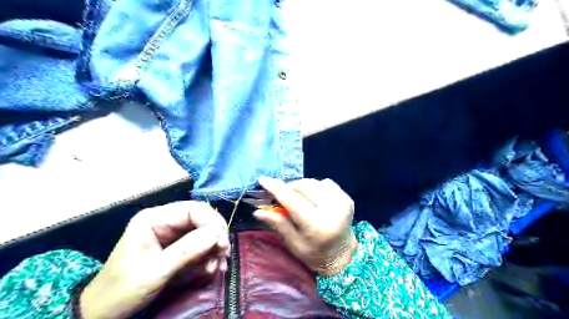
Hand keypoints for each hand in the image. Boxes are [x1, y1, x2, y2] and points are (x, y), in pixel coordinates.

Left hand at [80, 202, 230, 318]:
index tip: (222, 242)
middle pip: (201, 220)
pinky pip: (200, 246)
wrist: (104, 313)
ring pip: (204, 233)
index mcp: (154, 219)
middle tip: (223, 255)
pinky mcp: (176, 248)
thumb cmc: (121, 290)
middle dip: (215, 237)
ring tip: (216, 267)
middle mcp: (165, 222)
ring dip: (213, 249)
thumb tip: (217, 233)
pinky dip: (208, 257)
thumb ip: (187, 250)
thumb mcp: (155, 271)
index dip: (212, 222)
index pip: (193, 209)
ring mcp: (172, 235)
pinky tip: (211, 269)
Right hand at [253, 176, 353, 276]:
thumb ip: (278, 224)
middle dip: (289, 188)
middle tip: (282, 196)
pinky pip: (325, 183)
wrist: (343, 256)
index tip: (263, 180)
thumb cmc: (314, 254)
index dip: (276, 188)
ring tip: (298, 199)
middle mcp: (332, 210)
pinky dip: (315, 188)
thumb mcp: (293, 243)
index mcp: (316, 225)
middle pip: (303, 186)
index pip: (292, 200)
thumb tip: (258, 211)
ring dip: (302, 188)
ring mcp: (342, 202)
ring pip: (313, 182)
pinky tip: (314, 199)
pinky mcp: (347, 198)